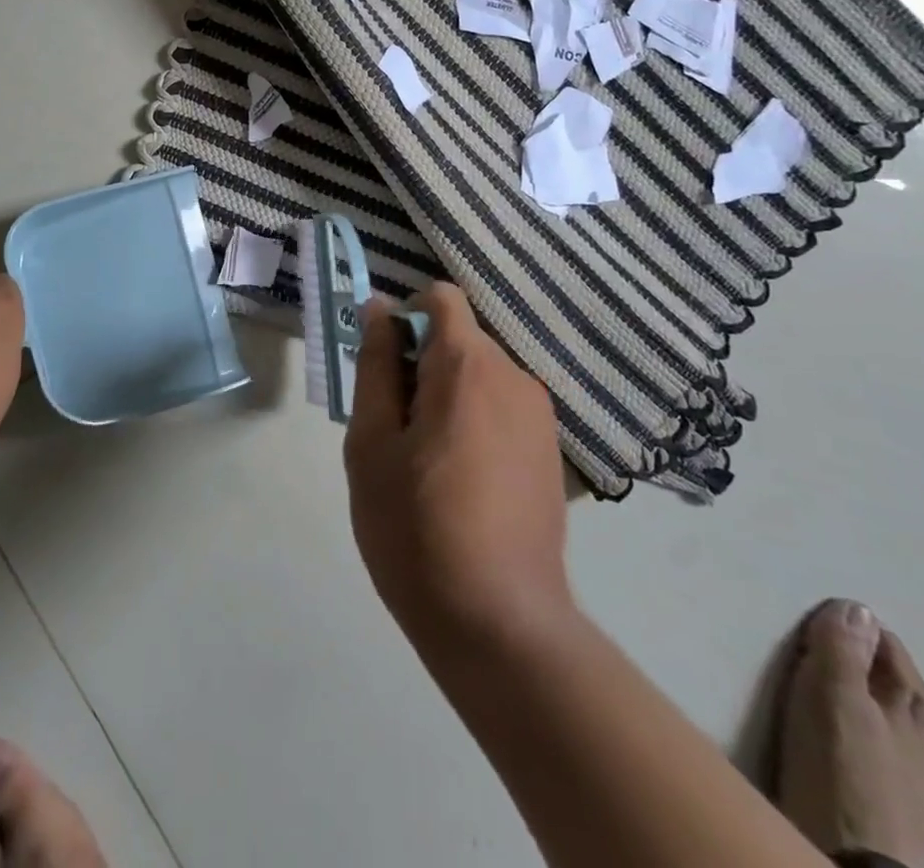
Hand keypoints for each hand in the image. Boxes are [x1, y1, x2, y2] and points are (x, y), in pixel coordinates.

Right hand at [344, 283, 571, 660]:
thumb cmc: (416, 527)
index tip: (384, 370)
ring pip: (479, 375)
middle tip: (393, 429)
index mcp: (468, 365)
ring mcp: (540, 416)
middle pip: (458, 338)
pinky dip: (473, 421)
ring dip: (446, 396)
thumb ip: (375, 365)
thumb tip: (380, 308)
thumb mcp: (371, 442)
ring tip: (424, 462)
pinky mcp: (551, 452)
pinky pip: (501, 408)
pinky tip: (460, 483)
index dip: (405, 319)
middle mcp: (515, 376)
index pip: (440, 298)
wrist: (500, 625)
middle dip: (420, 364)